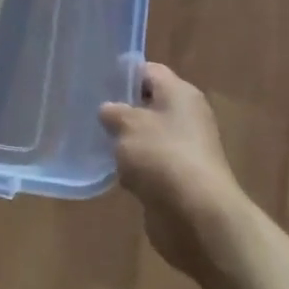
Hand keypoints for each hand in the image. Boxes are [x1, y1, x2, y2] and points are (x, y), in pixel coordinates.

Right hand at [101, 62, 244, 273]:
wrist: (197, 217)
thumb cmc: (162, 156)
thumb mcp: (127, 124)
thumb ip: (113, 112)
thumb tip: (109, 111)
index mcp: (180, 93)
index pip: (148, 71)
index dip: (122, 74)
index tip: (96, 83)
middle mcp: (187, 117)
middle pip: (149, 104)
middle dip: (121, 110)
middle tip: (91, 113)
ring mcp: (185, 150)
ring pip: (148, 136)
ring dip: (126, 142)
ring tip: (96, 141)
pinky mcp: (180, 179)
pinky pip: (151, 164)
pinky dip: (135, 168)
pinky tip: (114, 172)